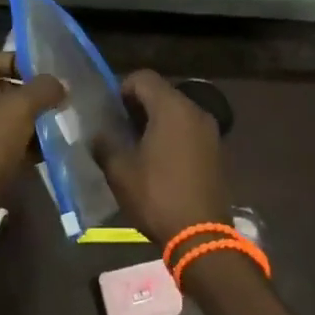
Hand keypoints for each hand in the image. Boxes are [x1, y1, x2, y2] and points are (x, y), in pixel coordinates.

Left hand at [0, 50, 63, 219]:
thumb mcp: (20, 108)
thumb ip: (43, 89)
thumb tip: (62, 83)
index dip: (21, 61)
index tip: (48, 76)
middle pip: (2, 87)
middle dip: (32, 95)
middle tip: (59, 101)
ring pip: (5, 117)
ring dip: (30, 122)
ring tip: (58, 126)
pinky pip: (2, 142)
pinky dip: (22, 144)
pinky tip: (46, 153)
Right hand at [97, 71, 229, 245]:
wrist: (201, 236)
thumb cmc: (157, 196)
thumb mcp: (120, 171)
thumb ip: (105, 144)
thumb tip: (98, 134)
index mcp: (172, 107)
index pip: (143, 78)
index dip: (121, 88)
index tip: (108, 112)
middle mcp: (195, 110)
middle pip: (161, 92)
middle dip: (137, 105)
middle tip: (117, 128)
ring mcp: (209, 130)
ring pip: (176, 111)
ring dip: (154, 121)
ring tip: (134, 145)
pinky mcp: (215, 150)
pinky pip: (188, 129)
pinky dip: (171, 134)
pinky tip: (156, 159)